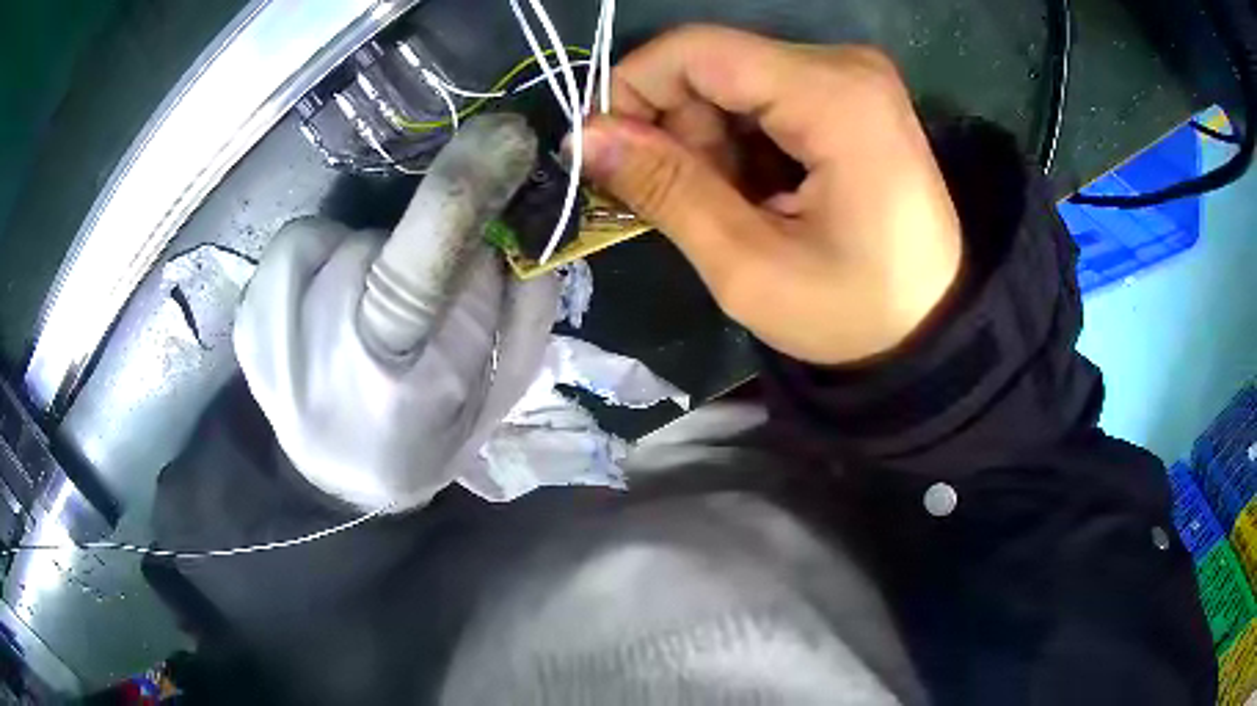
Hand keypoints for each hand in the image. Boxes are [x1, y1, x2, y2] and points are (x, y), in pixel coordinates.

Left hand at [233, 218, 558, 511]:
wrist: (339, 477)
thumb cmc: (429, 439)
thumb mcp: (501, 392)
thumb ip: (524, 305)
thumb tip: (527, 207)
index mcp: (399, 384)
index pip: (425, 265)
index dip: (464, 189)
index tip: (508, 134)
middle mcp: (319, 354)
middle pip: (383, 242)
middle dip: (419, 249)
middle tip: (421, 301)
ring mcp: (268, 333)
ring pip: (338, 237)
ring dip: (368, 255)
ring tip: (366, 311)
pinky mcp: (245, 318)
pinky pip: (297, 246)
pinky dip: (323, 260)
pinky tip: (322, 309)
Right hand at [580, 26, 961, 364]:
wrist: (931, 328)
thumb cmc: (854, 312)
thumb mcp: (750, 268)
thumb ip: (666, 189)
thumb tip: (584, 136)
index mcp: (833, 95)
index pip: (694, 51)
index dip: (631, 91)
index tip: (609, 157)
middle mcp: (845, 65)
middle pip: (712, 65)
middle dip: (679, 130)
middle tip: (698, 205)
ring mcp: (852, 76)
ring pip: (732, 82)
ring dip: (711, 143)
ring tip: (742, 209)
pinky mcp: (851, 94)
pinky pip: (763, 96)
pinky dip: (742, 143)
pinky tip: (764, 192)